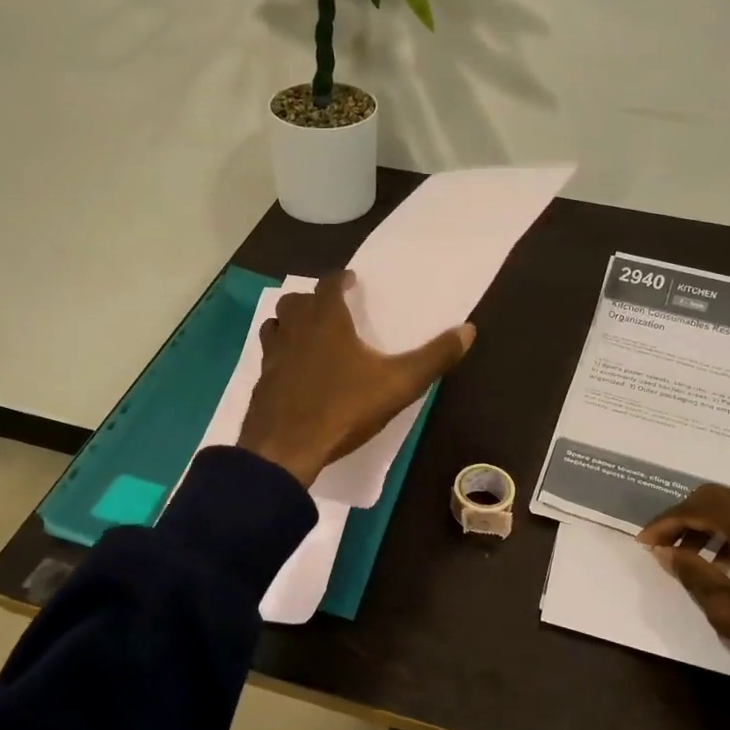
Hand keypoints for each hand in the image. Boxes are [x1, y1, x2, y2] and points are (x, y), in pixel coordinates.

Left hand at [237, 270, 474, 488]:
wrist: (286, 449)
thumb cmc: (343, 409)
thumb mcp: (399, 384)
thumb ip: (434, 357)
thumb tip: (468, 330)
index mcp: (326, 322)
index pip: (328, 286)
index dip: (340, 279)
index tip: (350, 280)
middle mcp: (295, 331)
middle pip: (295, 302)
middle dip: (312, 300)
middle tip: (329, 308)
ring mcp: (273, 357)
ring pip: (275, 326)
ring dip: (289, 323)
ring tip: (307, 334)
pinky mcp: (262, 384)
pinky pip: (269, 357)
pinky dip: (280, 355)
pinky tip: (293, 373)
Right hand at [639, 485, 729, 729]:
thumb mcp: (729, 608)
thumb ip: (693, 573)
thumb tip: (668, 552)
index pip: (695, 507)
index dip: (665, 523)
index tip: (644, 542)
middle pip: (715, 498)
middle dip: (684, 518)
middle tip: (662, 544)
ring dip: (707, 526)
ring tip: (688, 557)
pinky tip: (723, 564)